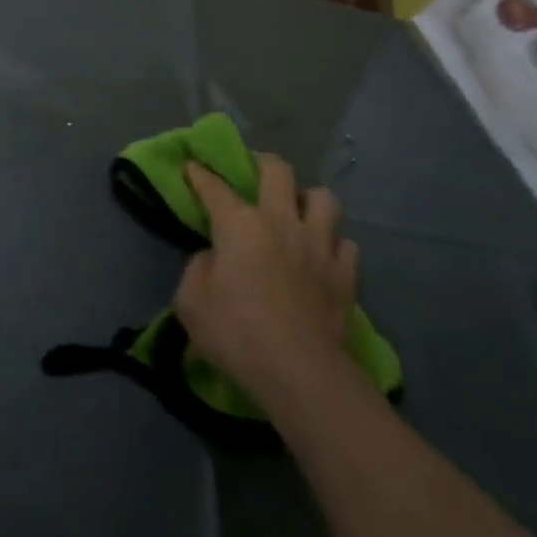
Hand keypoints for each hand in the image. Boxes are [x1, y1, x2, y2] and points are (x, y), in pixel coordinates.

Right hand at [174, 153, 357, 403]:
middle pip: (278, 171)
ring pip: (323, 198)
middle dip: (262, 163)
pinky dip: (333, 244)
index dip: (200, 173)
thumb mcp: (190, 302)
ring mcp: (319, 245)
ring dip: (308, 200)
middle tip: (254, 172)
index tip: (192, 165)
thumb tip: (213, 258)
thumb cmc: (236, 333)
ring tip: (298, 212)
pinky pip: (346, 243)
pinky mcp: (346, 273)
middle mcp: (281, 221)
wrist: (300, 372)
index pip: (214, 186)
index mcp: (239, 224)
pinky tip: (323, 255)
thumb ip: (198, 269)